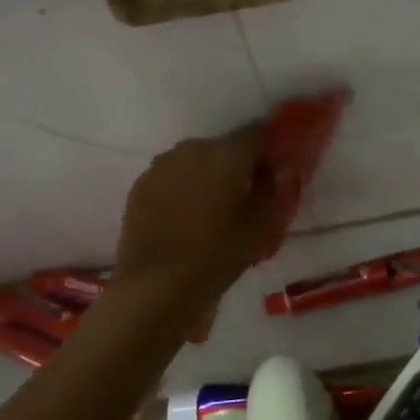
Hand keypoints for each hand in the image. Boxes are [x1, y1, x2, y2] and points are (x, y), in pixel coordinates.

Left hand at [112, 127, 284, 332]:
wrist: (157, 286)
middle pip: (225, 147)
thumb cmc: (218, 254)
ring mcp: (162, 164)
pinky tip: (186, 218)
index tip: (276, 171)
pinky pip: (172, 177)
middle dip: (238, 165)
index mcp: (228, 153)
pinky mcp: (140, 185)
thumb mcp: (263, 227)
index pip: (258, 133)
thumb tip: (278, 172)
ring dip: (208, 176)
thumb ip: (275, 191)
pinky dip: (183, 189)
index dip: (270, 149)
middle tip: (246, 196)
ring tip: (213, 209)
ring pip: (195, 161)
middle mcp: (193, 148)